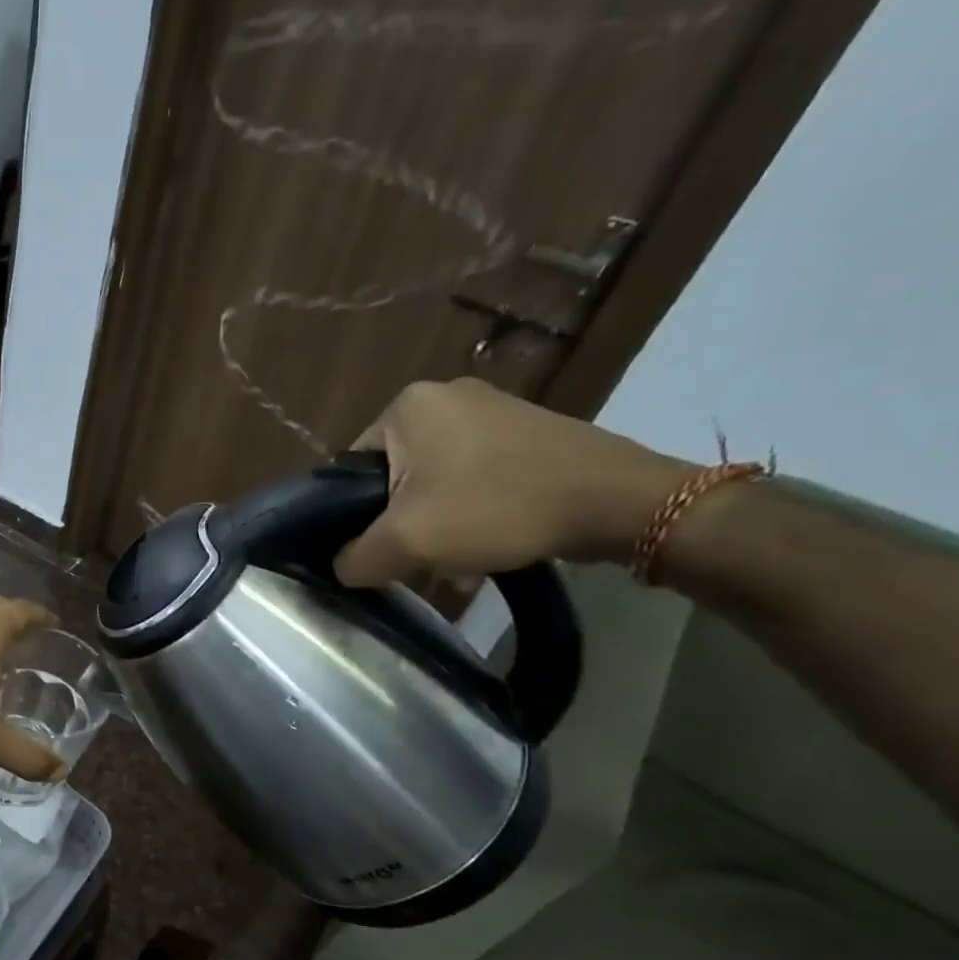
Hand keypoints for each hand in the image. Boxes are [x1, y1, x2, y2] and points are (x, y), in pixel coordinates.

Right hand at [333, 378, 691, 588]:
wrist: (618, 502)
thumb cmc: (496, 508)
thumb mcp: (405, 542)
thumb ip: (354, 557)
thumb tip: (340, 565)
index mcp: (406, 406)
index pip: (349, 470)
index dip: (354, 516)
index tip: (377, 547)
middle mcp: (444, 394)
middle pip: (392, 476)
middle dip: (400, 521)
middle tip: (418, 556)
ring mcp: (490, 408)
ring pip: (433, 479)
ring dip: (435, 521)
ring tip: (456, 556)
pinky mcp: (524, 428)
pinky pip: (472, 474)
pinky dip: (470, 508)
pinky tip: (487, 540)